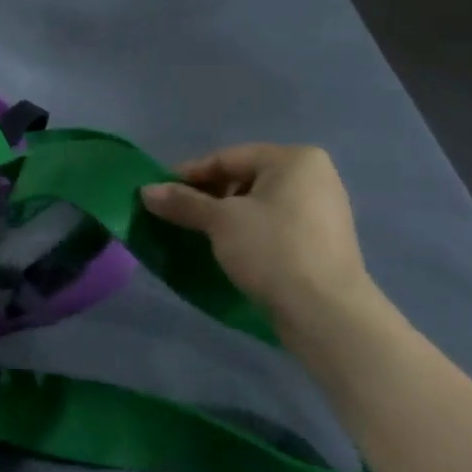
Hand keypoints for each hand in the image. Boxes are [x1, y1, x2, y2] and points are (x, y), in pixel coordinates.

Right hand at [140, 145, 371, 338]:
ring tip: (198, 235)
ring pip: (258, 203)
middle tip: (177, 215)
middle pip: (244, 178)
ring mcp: (322, 210)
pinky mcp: (321, 241)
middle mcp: (314, 176)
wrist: (326, 313)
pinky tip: (228, 250)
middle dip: (208, 196)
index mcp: (294, 159)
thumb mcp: (221, 222)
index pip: (227, 157)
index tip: (159, 193)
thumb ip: (183, 202)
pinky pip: (274, 225)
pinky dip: (248, 232)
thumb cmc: (272, 250)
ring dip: (226, 216)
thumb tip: (145, 191)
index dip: (189, 174)